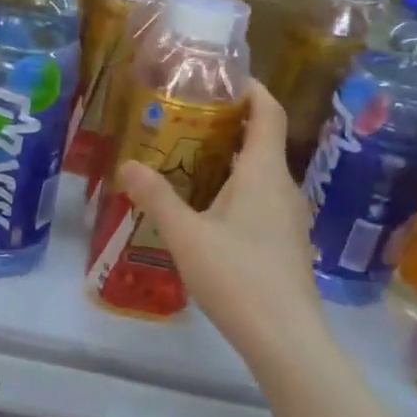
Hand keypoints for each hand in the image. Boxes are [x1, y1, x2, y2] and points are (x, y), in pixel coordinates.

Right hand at [119, 81, 324, 367]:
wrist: (285, 338)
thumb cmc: (236, 276)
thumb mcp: (185, 235)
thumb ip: (156, 197)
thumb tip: (128, 164)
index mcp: (263, 173)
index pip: (267, 112)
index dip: (250, 89)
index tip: (221, 78)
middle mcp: (283, 187)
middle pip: (262, 140)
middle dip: (228, 124)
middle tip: (185, 119)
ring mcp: (289, 217)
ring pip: (261, 173)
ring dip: (230, 159)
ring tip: (188, 160)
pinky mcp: (286, 242)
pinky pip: (262, 199)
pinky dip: (237, 188)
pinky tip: (207, 209)